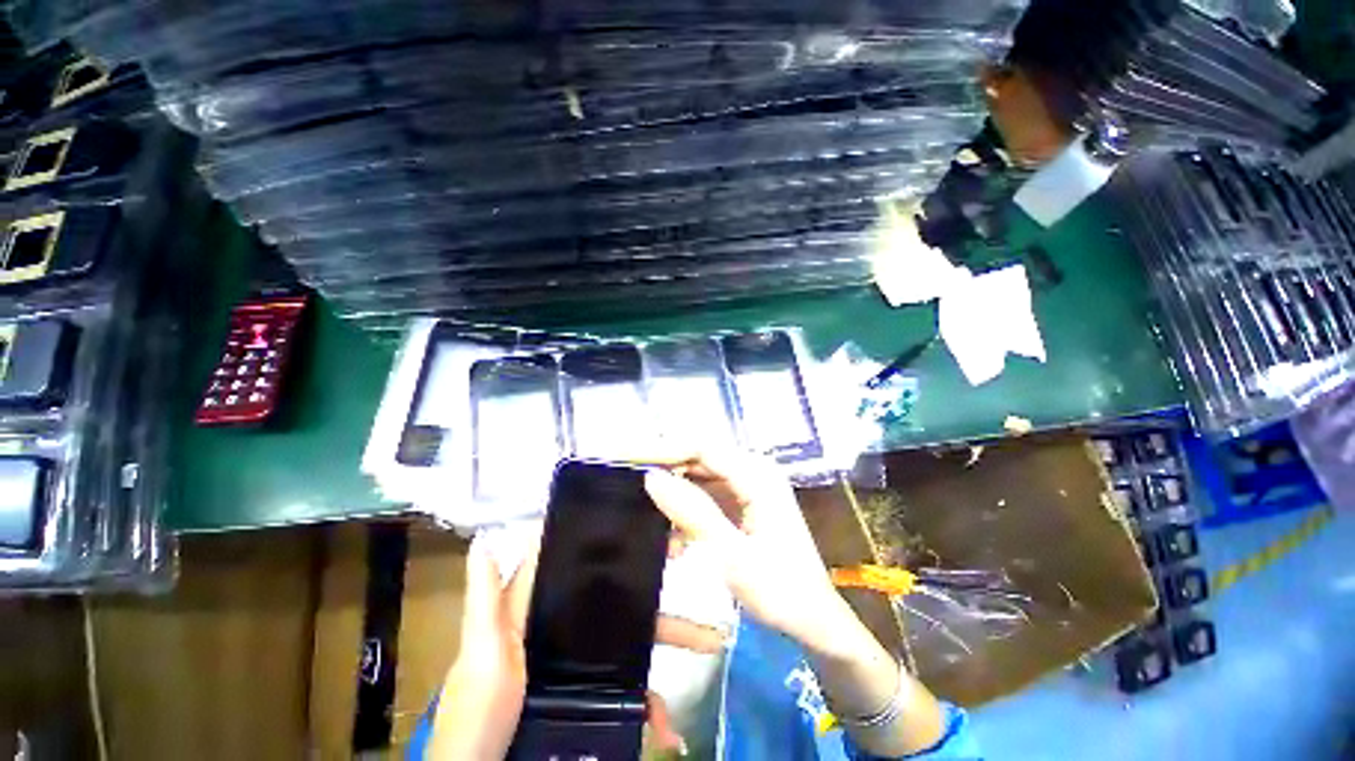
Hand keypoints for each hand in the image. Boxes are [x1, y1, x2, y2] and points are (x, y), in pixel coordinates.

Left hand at [431, 537, 704, 759]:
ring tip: (709, 642)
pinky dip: (652, 703)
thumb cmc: (478, 709)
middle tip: (690, 566)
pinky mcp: (592, 692)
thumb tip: (486, 536)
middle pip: (622, 601)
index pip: (584, 564)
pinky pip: (630, 689)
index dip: (617, 544)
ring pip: (633, 640)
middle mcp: (570, 624)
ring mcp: (584, 660)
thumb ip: (485, 595)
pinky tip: (669, 724)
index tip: (653, 532)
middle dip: (659, 594)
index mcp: (544, 605)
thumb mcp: (481, 648)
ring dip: (670, 642)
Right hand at [644, 450, 863, 656]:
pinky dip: (687, 508)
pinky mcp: (745, 502)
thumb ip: (692, 512)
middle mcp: (753, 470)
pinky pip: (708, 494)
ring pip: (700, 475)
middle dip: (663, 466)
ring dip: (673, 490)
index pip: (701, 447)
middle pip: (699, 457)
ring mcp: (750, 485)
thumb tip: (652, 477)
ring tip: (641, 506)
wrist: (815, 620)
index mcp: (757, 474)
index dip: (662, 449)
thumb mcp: (731, 554)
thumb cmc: (780, 590)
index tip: (626, 457)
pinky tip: (670, 531)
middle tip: (624, 478)